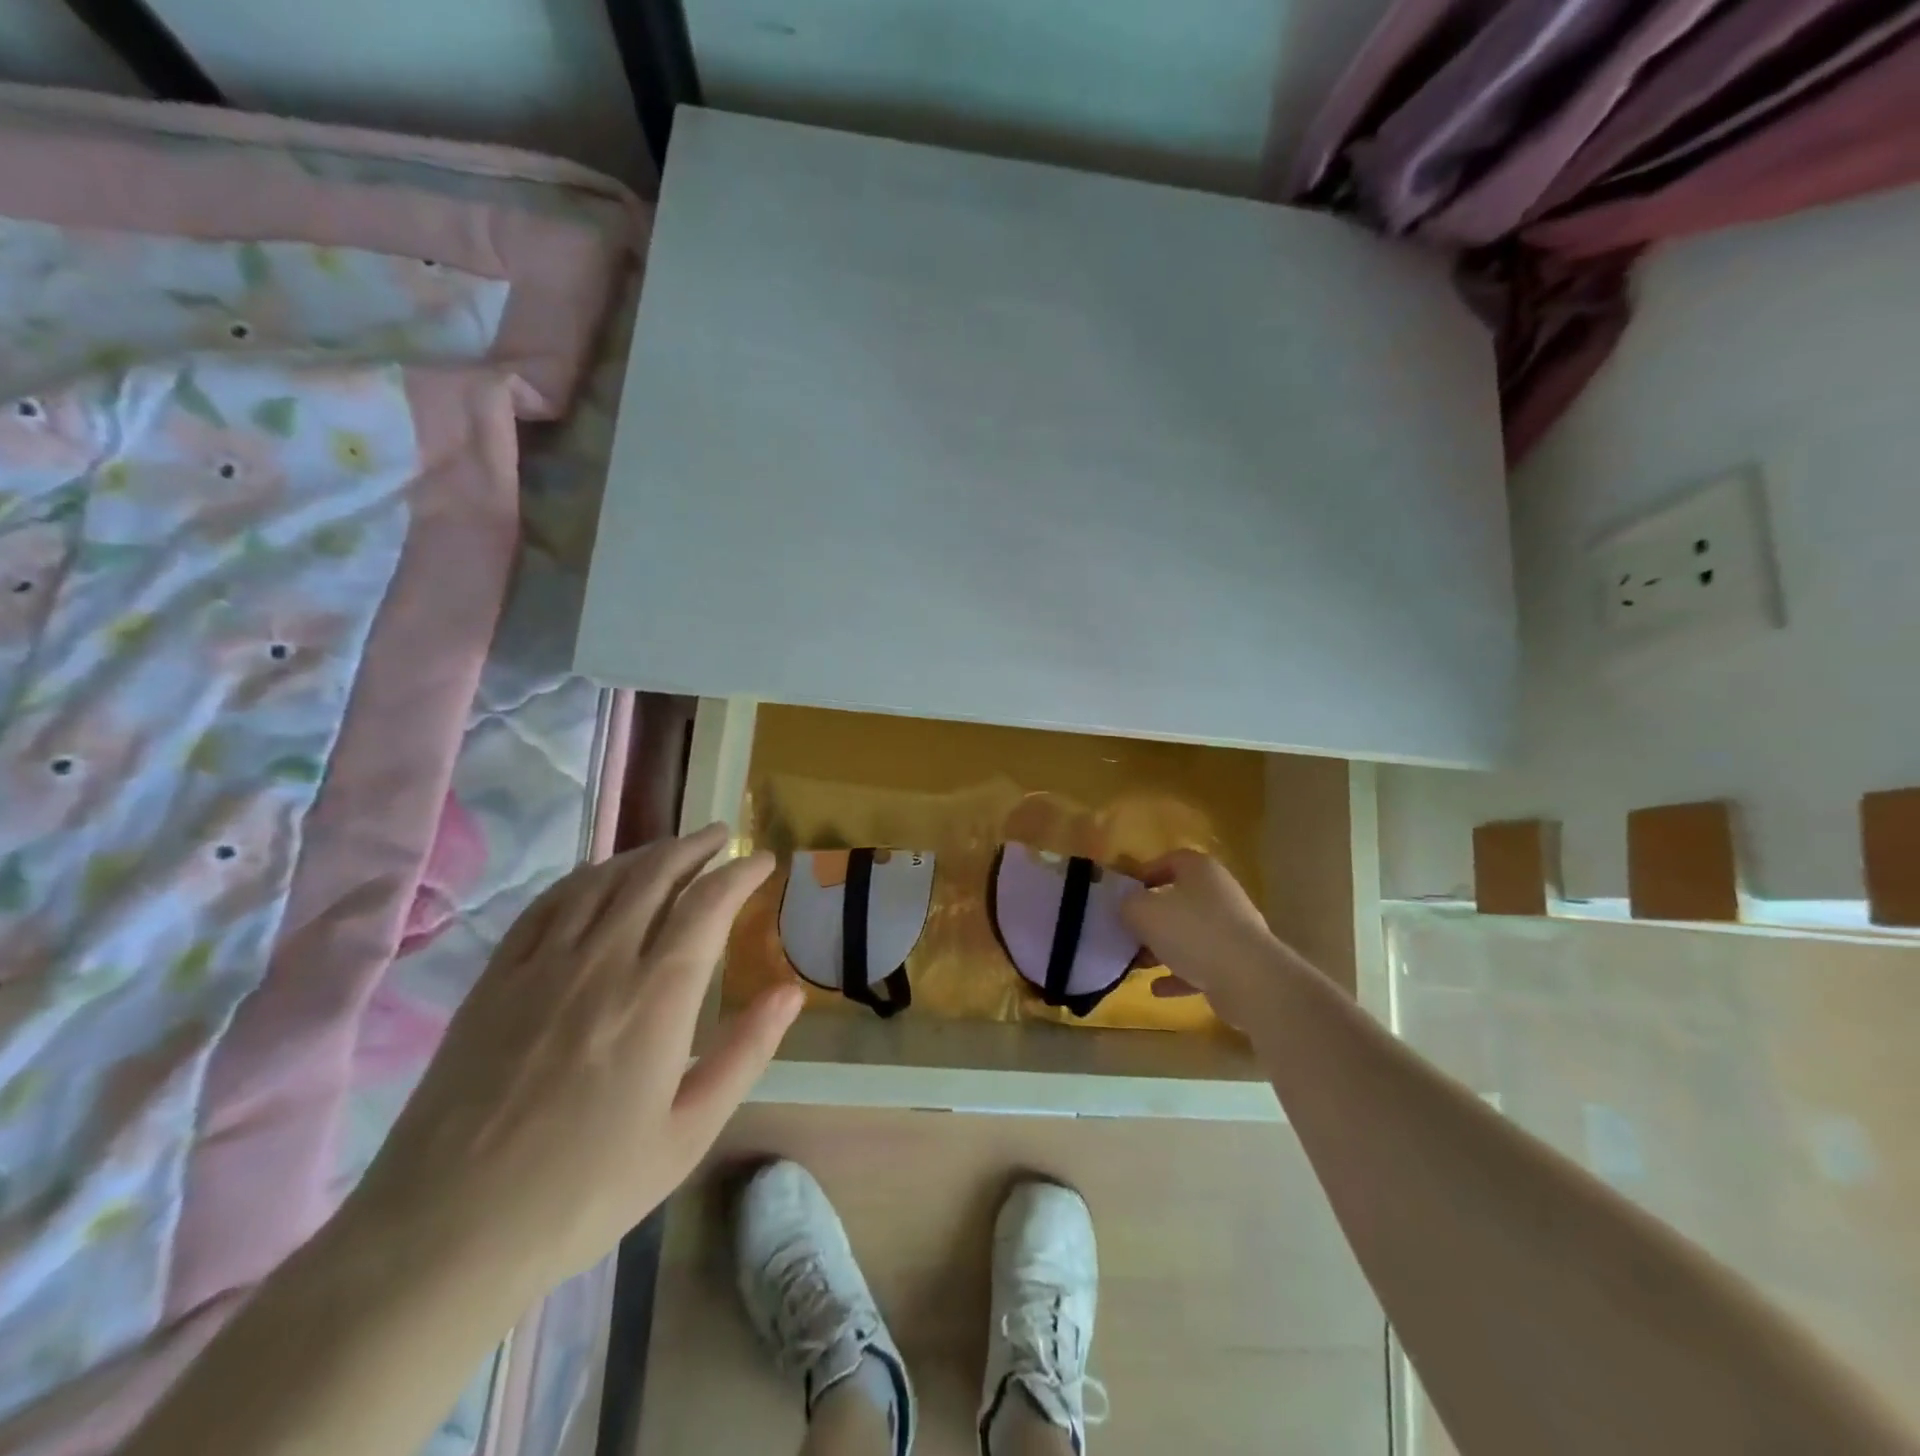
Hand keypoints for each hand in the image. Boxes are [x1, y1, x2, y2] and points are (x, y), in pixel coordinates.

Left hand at [346, 823, 801, 1302]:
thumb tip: (790, 992)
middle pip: (656, 874)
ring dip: (646, 853)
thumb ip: (745, 1052)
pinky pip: (547, 904)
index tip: (763, 860)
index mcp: (657, 997)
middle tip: (721, 836)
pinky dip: (585, 876)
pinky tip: (599, 877)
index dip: (740, 872)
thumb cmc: (584, 1191)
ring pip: (604, 880)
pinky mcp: (496, 978)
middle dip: (696, 847)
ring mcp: (542, 964)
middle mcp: (603, 961)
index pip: (708, 903)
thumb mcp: (688, 1134)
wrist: (445, 1235)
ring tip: (673, 848)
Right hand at [1121, 849, 1284, 1025]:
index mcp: (1200, 870)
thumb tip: (1128, 905)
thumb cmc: (1192, 932)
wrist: (1249, 980)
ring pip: (1189, 934)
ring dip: (1163, 948)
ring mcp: (1232, 929)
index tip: (1124, 895)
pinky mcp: (1238, 962)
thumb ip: (1128, 904)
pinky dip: (1180, 975)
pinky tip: (1158, 989)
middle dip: (1151, 917)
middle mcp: (1220, 894)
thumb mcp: (1144, 911)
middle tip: (1128, 931)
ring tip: (1138, 963)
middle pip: (1179, 899)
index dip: (1144, 874)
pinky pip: (1201, 964)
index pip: (1170, 860)